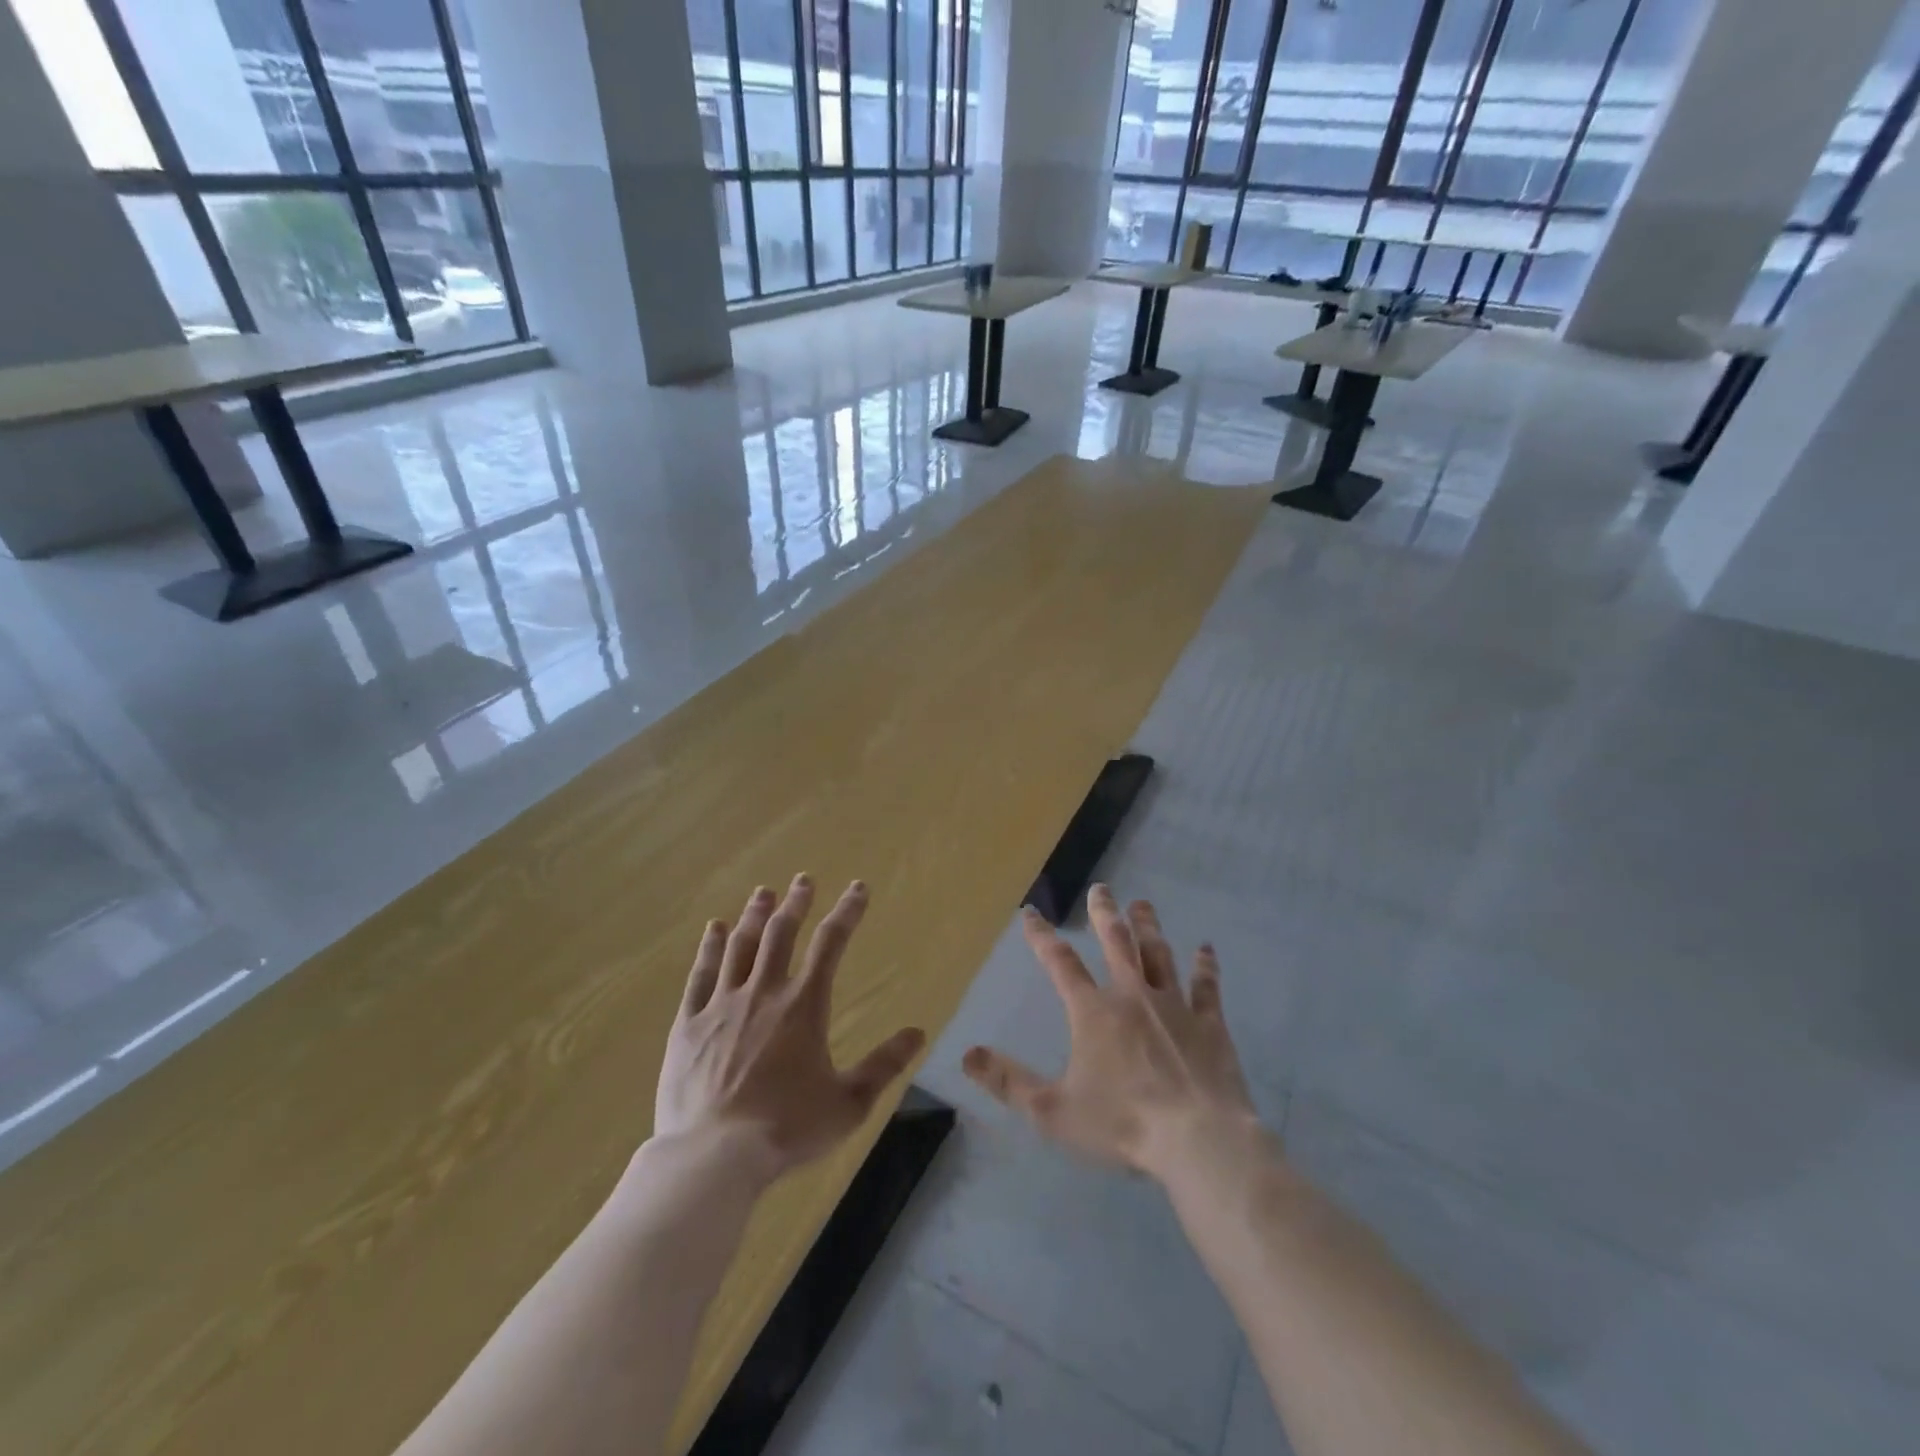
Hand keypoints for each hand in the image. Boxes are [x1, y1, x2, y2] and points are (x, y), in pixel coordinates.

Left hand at [655, 876, 925, 1180]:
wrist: (713, 1157)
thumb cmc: (787, 1129)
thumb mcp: (848, 1103)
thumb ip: (884, 1065)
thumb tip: (918, 1033)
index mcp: (803, 1005)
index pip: (831, 943)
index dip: (847, 911)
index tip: (858, 888)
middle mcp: (764, 992)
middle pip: (781, 933)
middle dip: (796, 903)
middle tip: (803, 880)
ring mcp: (722, 1005)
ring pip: (741, 946)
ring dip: (754, 916)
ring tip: (763, 893)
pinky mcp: (689, 1024)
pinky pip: (701, 974)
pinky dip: (710, 948)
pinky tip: (714, 929)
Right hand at [963, 885, 1260, 1184]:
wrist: (1198, 1140)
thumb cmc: (1122, 1124)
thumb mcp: (1052, 1111)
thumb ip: (1008, 1082)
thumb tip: (967, 1054)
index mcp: (1094, 1012)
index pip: (1060, 963)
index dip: (1042, 936)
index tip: (1031, 912)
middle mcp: (1132, 996)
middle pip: (1116, 943)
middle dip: (1105, 914)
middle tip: (1101, 888)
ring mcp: (1174, 1006)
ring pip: (1159, 955)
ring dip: (1149, 927)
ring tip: (1142, 904)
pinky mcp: (1209, 1024)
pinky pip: (1206, 988)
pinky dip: (1205, 967)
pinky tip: (1206, 949)